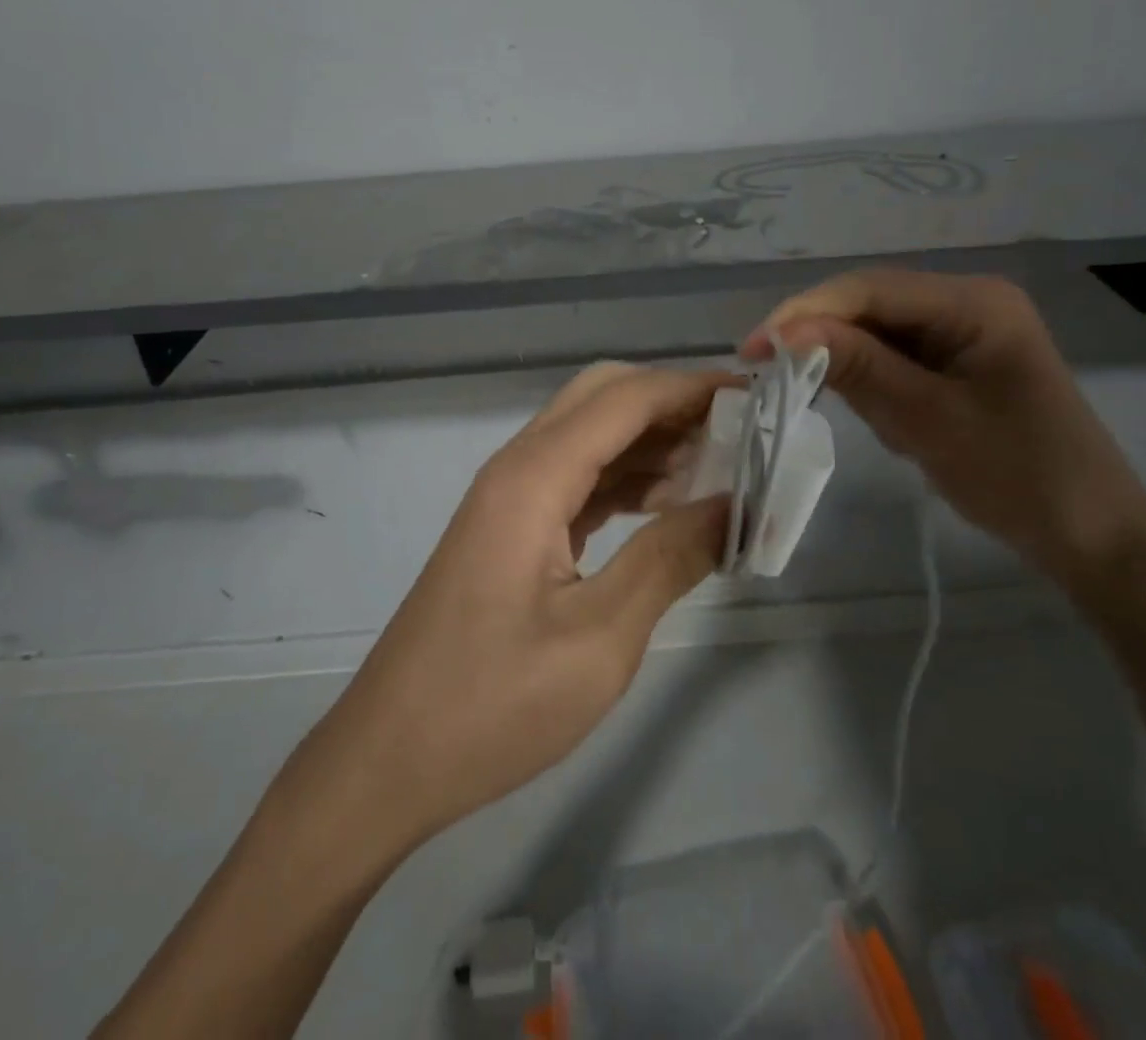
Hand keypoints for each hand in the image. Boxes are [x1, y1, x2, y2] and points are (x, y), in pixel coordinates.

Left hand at [320, 363, 735, 844]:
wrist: (389, 759)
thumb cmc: (492, 706)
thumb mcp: (600, 641)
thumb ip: (669, 560)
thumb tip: (732, 504)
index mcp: (533, 478)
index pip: (624, 399)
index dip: (691, 387)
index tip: (755, 397)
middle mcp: (517, 468)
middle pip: (601, 398)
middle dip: (670, 403)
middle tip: (737, 433)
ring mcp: (508, 497)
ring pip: (588, 436)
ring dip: (650, 441)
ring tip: (718, 470)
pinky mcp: (509, 527)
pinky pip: (575, 478)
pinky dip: (624, 478)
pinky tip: (666, 507)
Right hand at [743, 268, 1145, 606]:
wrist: (1094, 537)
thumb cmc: (1018, 475)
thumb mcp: (928, 421)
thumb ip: (858, 368)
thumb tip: (784, 332)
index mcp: (974, 302)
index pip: (870, 289)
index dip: (805, 313)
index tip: (752, 350)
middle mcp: (968, 303)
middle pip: (871, 306)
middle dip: (823, 340)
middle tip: (773, 378)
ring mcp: (965, 333)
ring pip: (878, 334)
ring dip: (850, 368)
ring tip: (852, 413)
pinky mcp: (959, 364)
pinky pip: (897, 360)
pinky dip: (875, 386)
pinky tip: (888, 421)